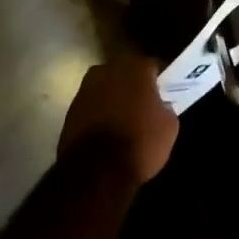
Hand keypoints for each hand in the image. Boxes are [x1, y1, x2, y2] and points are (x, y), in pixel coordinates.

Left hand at [58, 57, 178, 186]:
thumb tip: (159, 106)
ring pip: (106, 88)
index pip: (153, 66)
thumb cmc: (140, 143)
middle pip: (126, 73)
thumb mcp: (169, 127)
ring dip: (114, 98)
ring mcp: (85, 89)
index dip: (160, 81)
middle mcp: (108, 70)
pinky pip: (92, 106)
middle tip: (144, 105)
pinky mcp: (70, 110)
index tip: (165, 94)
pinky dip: (99, 113)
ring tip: (124, 120)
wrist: (96, 171)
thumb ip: (165, 108)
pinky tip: (106, 131)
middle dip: (134, 86)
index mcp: (136, 68)